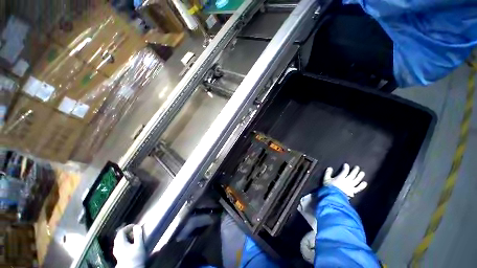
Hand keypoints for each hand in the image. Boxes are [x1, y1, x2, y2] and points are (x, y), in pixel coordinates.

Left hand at [113, 224, 145, 267]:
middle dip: (127, 231)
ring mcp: (116, 251)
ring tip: (133, 236)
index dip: (128, 227)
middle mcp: (116, 246)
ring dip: (126, 236)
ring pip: (119, 240)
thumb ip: (138, 235)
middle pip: (119, 236)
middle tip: (135, 230)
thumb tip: (137, 226)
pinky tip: (130, 243)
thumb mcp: (139, 245)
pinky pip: (120, 245)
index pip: (121, 231)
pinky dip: (125, 241)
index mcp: (120, 243)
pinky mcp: (118, 255)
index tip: (135, 225)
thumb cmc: (136, 256)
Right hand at [323, 163, 366, 197]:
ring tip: (362, 172)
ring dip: (359, 176)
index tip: (346, 164)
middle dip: (354, 171)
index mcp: (340, 178)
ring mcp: (350, 186)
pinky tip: (364, 183)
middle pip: (352, 175)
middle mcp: (347, 181)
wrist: (333, 197)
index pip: (344, 171)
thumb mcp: (326, 179)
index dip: (346, 167)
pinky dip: (362, 186)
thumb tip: (330, 168)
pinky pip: (358, 188)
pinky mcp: (352, 191)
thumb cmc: (329, 187)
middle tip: (357, 167)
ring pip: (356, 180)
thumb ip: (328, 173)